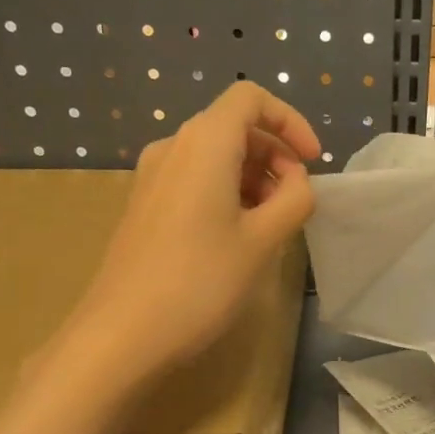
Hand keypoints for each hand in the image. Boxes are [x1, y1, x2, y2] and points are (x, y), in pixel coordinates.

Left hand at [61, 82, 319, 381]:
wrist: (121, 334)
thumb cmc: (200, 281)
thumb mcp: (263, 241)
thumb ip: (294, 200)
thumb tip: (298, 183)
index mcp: (204, 143)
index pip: (251, 99)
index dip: (291, 122)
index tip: (313, 162)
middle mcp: (172, 147)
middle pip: (234, 126)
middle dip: (276, 155)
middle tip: (297, 201)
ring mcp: (152, 177)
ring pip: (215, 155)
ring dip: (254, 177)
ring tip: (273, 223)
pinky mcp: (144, 205)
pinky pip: (194, 179)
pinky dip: (227, 192)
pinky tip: (239, 235)